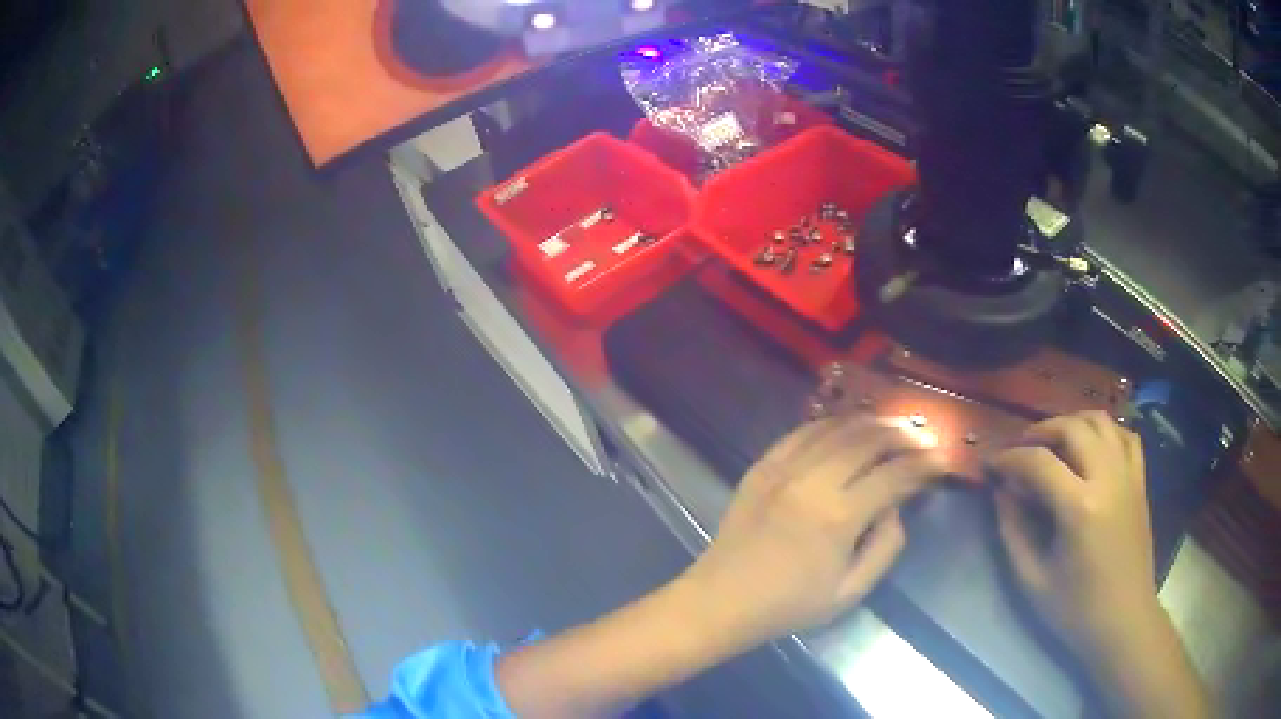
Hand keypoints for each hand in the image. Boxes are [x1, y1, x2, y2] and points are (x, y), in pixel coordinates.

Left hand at [679, 416, 945, 645]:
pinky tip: (846, 424)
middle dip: (901, 434)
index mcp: (839, 517)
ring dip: (870, 422)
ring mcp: (784, 469)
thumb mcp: (850, 592)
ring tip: (892, 424)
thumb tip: (896, 509)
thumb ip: (885, 548)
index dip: (923, 464)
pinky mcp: (762, 466)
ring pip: (836, 429)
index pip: (893, 476)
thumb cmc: (789, 604)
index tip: (940, 458)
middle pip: (868, 441)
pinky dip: (830, 423)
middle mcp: (813, 482)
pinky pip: (801, 432)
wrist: (723, 599)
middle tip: (921, 434)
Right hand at [988, 411, 1157, 661]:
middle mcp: (1107, 478)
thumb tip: (1002, 491)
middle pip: (1072, 428)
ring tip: (1052, 441)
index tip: (990, 464)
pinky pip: (1124, 436)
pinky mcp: (1139, 481)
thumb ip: (1014, 531)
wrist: (1123, 619)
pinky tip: (1091, 446)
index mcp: (1079, 508)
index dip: (1009, 459)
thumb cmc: (1075, 609)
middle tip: (1019, 449)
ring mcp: (1128, 475)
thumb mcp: (1032, 580)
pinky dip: (1104, 431)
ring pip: (1100, 422)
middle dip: (1040, 431)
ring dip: (1072, 422)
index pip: (1038, 462)